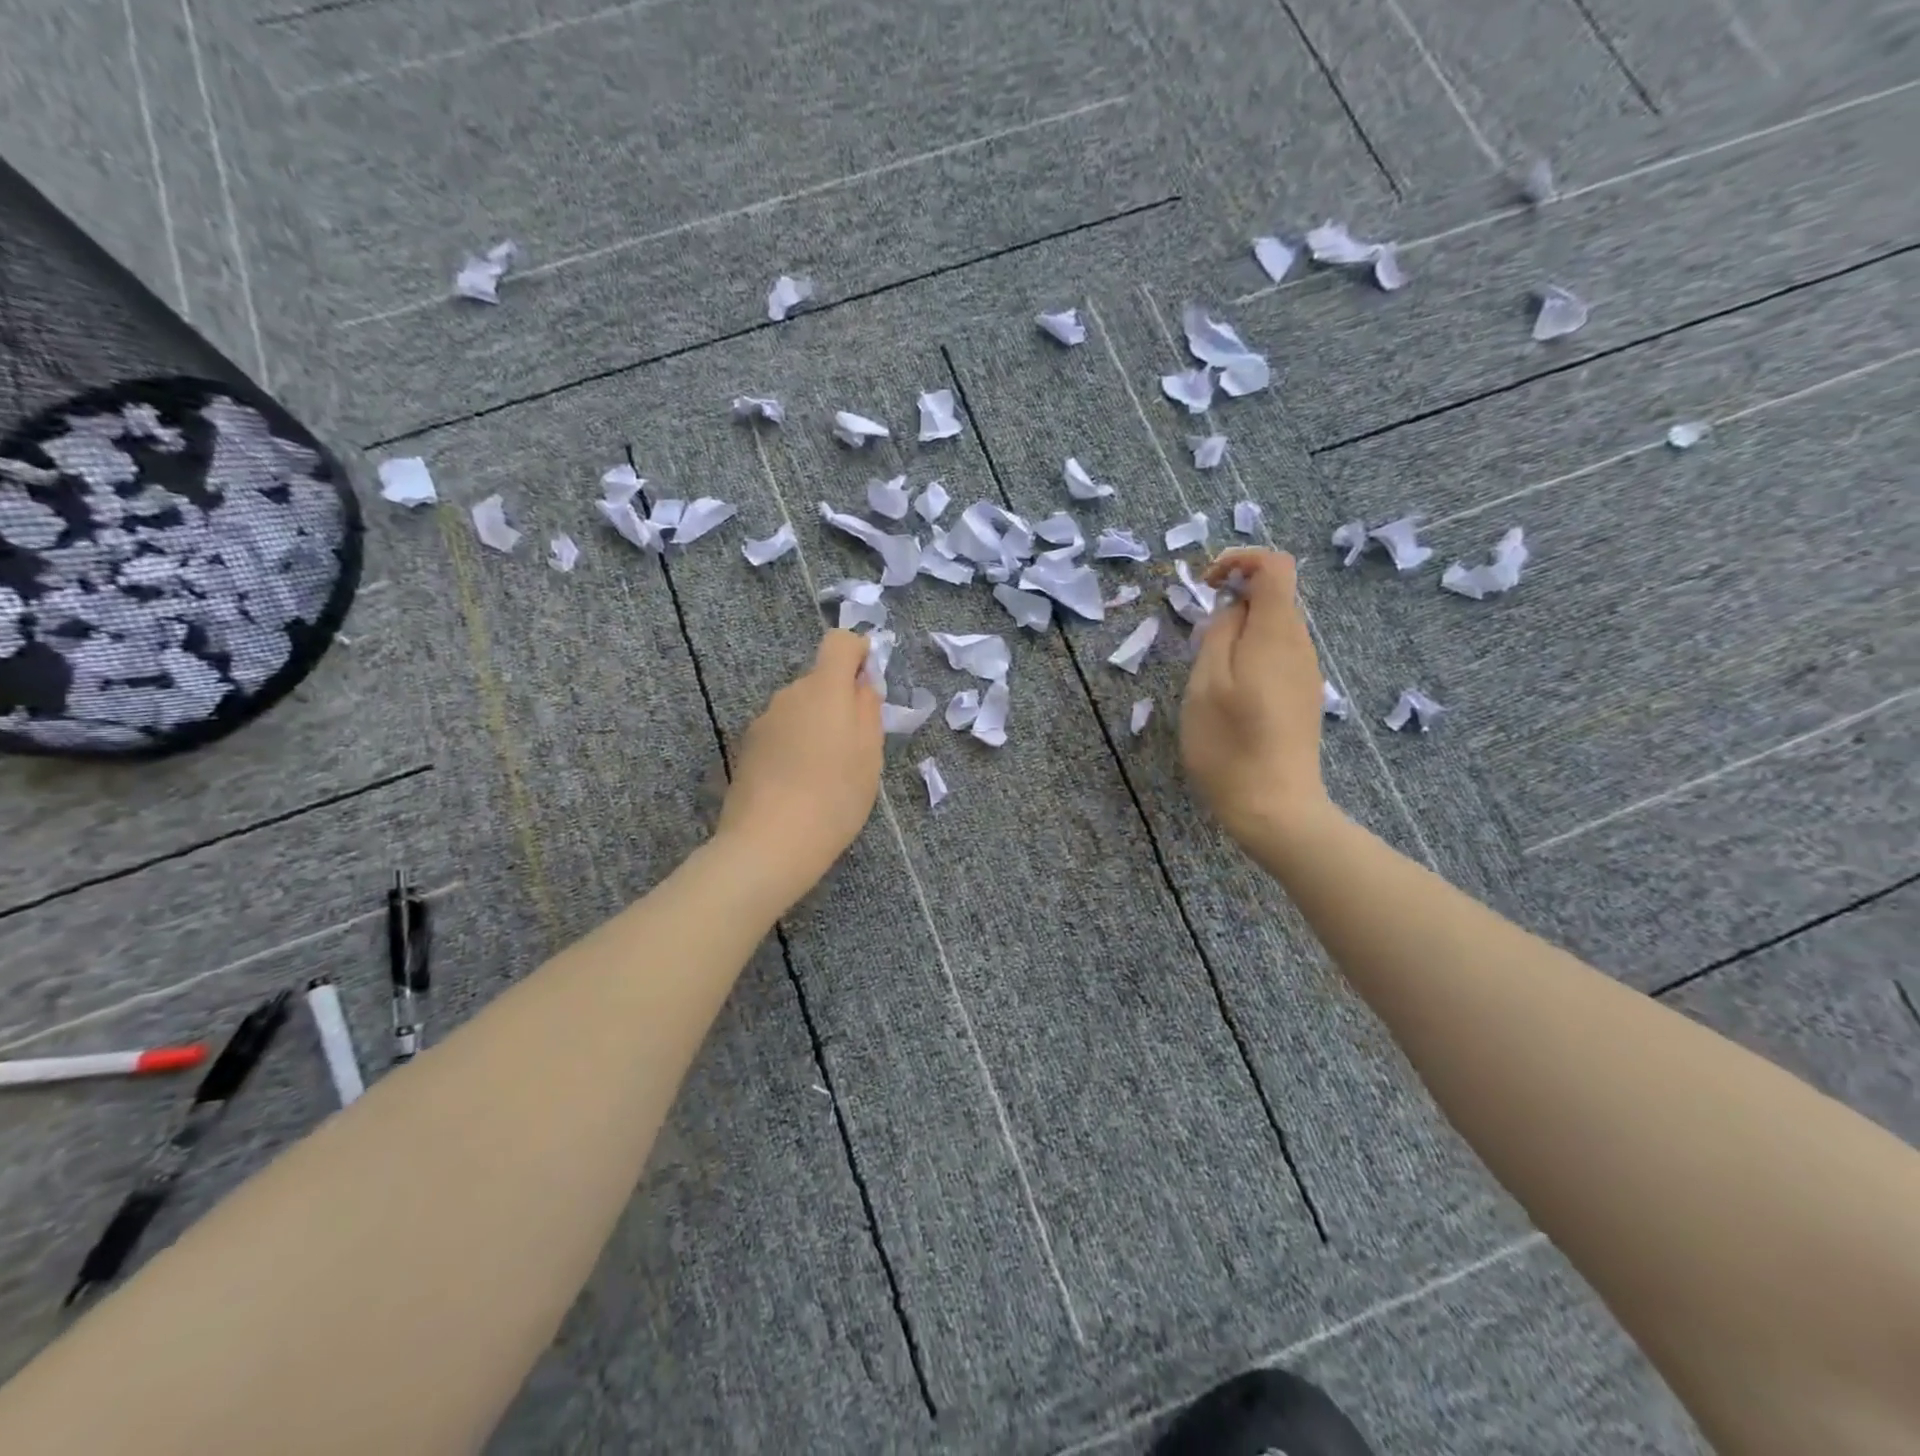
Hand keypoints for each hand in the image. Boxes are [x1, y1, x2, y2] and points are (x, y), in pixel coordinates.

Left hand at [716, 629, 883, 902]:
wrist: (770, 843)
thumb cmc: (834, 796)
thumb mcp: (870, 754)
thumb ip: (869, 709)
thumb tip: (861, 684)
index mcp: (824, 689)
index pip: (838, 642)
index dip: (858, 653)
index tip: (869, 684)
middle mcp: (789, 694)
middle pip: (819, 680)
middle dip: (839, 701)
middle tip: (855, 746)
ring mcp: (763, 721)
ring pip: (799, 709)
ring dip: (815, 727)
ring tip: (826, 773)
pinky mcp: (747, 748)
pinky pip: (781, 733)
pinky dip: (795, 747)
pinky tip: (800, 785)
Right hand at [1180, 548, 1330, 846]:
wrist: (1274, 807)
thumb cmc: (1228, 744)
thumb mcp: (1206, 683)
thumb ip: (1219, 633)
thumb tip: (1232, 608)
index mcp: (1276, 633)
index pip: (1275, 564)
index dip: (1240, 559)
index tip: (1207, 584)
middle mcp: (1300, 645)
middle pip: (1275, 596)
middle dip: (1234, 602)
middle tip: (1199, 641)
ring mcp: (1306, 673)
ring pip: (1274, 628)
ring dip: (1240, 634)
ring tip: (1210, 676)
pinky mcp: (1304, 697)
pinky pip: (1278, 656)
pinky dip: (1251, 657)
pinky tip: (1232, 698)